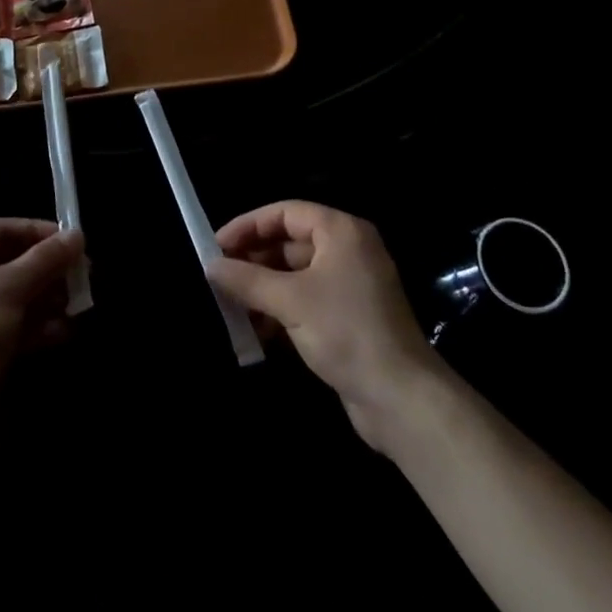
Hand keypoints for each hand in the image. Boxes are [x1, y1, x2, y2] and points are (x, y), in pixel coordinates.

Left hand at [0, 218, 83, 458]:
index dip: (37, 232)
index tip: (74, 240)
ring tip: (81, 303)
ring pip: (16, 298)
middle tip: (85, 274)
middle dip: (48, 269)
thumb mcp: (8, 288)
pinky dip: (39, 327)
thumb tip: (77, 235)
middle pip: (10, 264)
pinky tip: (65, 331)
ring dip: (48, 299)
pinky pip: (14, 329)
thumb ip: (45, 260)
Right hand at [208, 201, 439, 450]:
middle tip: (219, 275)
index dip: (249, 225)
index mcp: (341, 231)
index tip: (217, 245)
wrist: (401, 399)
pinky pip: (306, 299)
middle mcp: (348, 250)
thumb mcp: (290, 301)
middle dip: (254, 259)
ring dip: (263, 287)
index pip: (286, 213)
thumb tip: (210, 265)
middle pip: (290, 242)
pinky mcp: (349, 317)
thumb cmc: (345, 332)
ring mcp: (350, 284)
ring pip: (296, 274)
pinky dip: (281, 308)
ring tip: (230, 303)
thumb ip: (247, 279)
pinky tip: (255, 329)